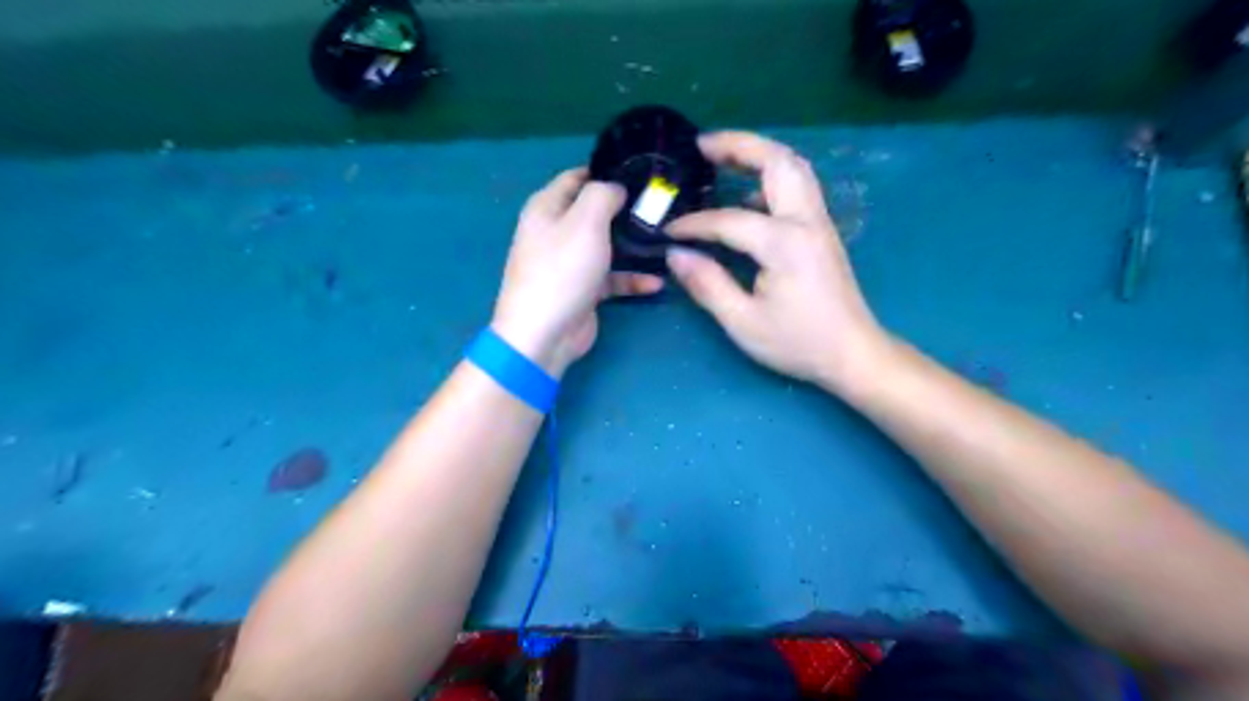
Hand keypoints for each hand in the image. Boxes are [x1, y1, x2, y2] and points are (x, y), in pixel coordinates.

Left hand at [493, 167, 663, 377]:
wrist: (544, 333)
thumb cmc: (562, 270)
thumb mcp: (585, 221)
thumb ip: (603, 194)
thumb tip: (617, 188)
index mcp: (547, 207)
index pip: (578, 177)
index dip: (607, 171)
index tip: (642, 172)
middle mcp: (557, 231)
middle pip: (596, 212)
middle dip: (627, 209)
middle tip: (662, 205)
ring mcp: (570, 262)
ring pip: (607, 245)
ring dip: (634, 245)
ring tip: (666, 240)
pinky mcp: (584, 290)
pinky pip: (612, 278)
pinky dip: (631, 279)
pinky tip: (656, 283)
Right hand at [663, 132, 887, 387]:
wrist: (853, 353)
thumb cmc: (798, 342)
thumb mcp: (744, 322)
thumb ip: (708, 285)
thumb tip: (676, 255)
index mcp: (784, 243)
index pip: (729, 220)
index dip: (694, 224)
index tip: (669, 233)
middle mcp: (806, 221)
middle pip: (777, 161)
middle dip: (739, 145)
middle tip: (701, 145)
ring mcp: (819, 223)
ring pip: (793, 168)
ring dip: (758, 154)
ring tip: (723, 157)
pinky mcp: (822, 232)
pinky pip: (798, 187)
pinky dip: (771, 178)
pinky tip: (747, 197)